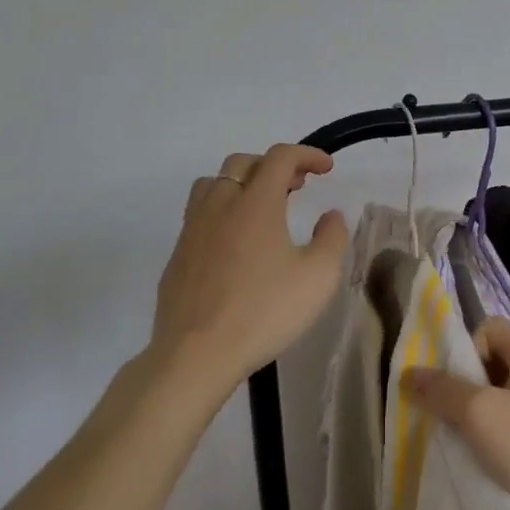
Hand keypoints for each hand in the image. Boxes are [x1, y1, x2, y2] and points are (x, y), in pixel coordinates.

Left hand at [151, 145, 348, 396]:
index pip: (280, 157)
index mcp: (256, 203)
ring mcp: (193, 230)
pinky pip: (199, 215)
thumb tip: (331, 215)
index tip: (326, 168)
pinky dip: (221, 212)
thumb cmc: (263, 312)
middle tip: (297, 186)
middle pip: (243, 163)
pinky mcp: (177, 256)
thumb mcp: (318, 277)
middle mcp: (220, 205)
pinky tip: (234, 244)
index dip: (307, 154)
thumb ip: (332, 238)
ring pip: (213, 184)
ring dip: (241, 183)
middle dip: (274, 166)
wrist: (196, 355)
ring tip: (261, 207)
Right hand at [401, 317, 509, 509]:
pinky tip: (496, 462)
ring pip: (505, 396)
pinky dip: (503, 436)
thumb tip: (409, 373)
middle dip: (469, 387)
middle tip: (455, 418)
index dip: (465, 350)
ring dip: (484, 416)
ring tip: (471, 444)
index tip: (456, 387)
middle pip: (493, 362)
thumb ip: (443, 391)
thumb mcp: (481, 415)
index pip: (487, 327)